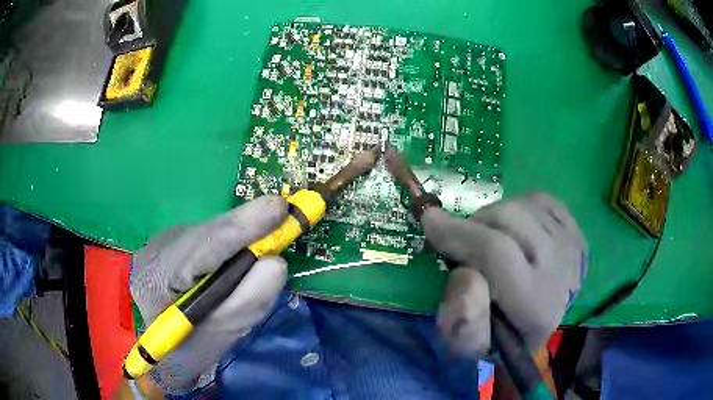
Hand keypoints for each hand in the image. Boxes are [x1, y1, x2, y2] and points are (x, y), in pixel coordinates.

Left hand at [129, 195, 288, 392]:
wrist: (155, 349)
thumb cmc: (184, 353)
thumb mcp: (216, 340)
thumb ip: (245, 304)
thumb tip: (276, 264)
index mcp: (156, 279)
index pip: (201, 247)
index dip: (242, 227)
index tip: (280, 209)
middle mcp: (155, 251)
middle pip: (207, 232)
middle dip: (247, 227)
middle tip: (286, 221)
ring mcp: (161, 244)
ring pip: (208, 233)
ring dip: (239, 238)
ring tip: (265, 245)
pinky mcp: (170, 245)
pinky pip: (206, 239)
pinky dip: (228, 246)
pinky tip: (234, 262)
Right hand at [421, 192, 586, 355]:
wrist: (540, 327)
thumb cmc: (500, 338)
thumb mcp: (470, 345)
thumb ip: (462, 322)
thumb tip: (464, 276)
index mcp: (535, 305)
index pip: (496, 253)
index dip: (458, 233)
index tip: (429, 221)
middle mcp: (561, 270)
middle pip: (510, 218)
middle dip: (475, 223)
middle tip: (462, 242)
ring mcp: (571, 246)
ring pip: (523, 204)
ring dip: (495, 216)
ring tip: (488, 238)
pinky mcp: (575, 231)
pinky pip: (540, 199)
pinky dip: (518, 206)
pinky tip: (513, 229)